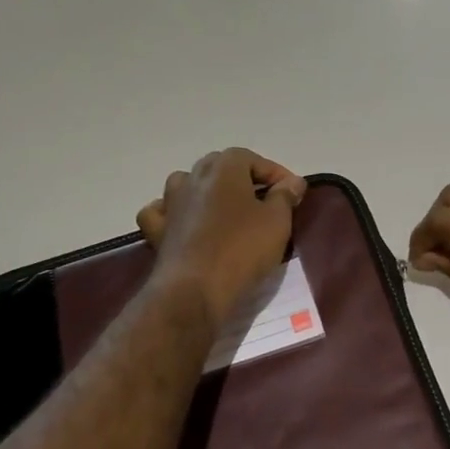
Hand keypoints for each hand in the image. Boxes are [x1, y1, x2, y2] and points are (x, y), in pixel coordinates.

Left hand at [137, 149, 306, 326]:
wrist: (195, 289)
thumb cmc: (242, 249)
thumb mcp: (277, 221)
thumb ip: (285, 196)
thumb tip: (292, 182)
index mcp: (223, 168)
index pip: (252, 159)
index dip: (275, 174)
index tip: (292, 193)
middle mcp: (192, 177)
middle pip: (219, 167)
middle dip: (243, 179)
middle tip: (264, 202)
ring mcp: (170, 203)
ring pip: (188, 184)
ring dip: (207, 192)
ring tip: (226, 211)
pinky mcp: (157, 230)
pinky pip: (163, 212)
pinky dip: (173, 213)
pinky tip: (184, 223)